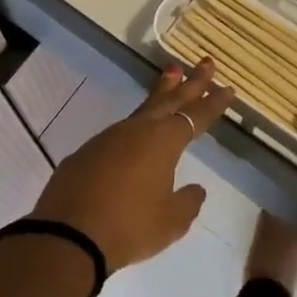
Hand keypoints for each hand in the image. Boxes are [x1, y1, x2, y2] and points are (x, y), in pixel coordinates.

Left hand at [29, 60, 230, 270]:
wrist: (68, 234)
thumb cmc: (129, 226)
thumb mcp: (171, 222)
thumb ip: (187, 202)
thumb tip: (195, 189)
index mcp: (164, 142)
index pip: (195, 116)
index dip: (213, 103)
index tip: (228, 87)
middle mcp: (137, 131)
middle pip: (169, 99)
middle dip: (190, 82)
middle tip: (205, 62)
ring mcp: (109, 138)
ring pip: (142, 110)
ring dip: (160, 93)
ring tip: (171, 77)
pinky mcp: (87, 152)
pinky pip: (120, 132)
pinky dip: (136, 125)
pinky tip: (136, 134)